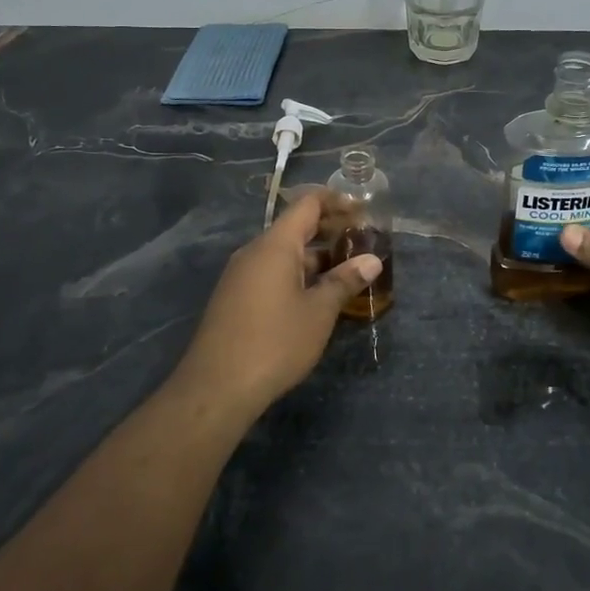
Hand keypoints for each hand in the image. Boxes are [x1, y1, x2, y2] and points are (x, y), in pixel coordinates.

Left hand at [173, 190, 382, 412]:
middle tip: (363, 242)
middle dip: (330, 230)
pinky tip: (318, 296)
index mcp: (275, 245)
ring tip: (348, 271)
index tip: (363, 211)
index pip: (307, 204)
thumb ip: (345, 281)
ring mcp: (241, 275)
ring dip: (316, 256)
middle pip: (295, 227)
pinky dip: (298, 274)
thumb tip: (372, 260)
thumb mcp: (319, 312)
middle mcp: (255, 252)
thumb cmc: (275, 342)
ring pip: (284, 253)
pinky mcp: (236, 298)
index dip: (336, 202)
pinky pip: (272, 272)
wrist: (217, 388)